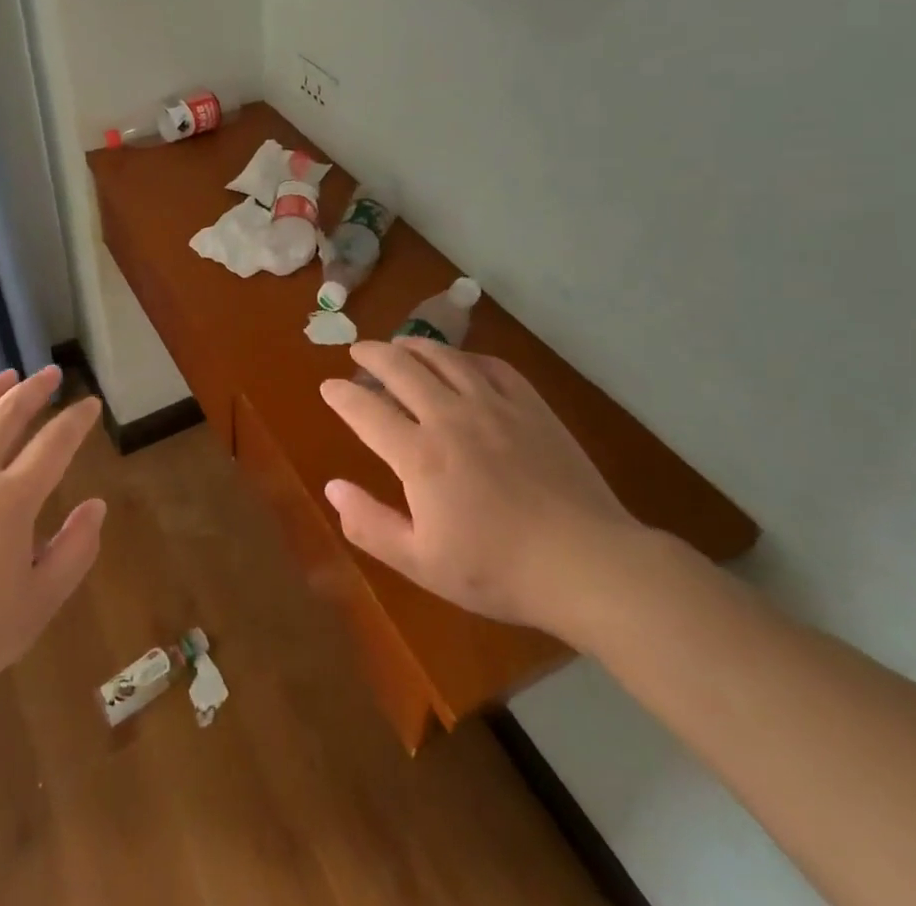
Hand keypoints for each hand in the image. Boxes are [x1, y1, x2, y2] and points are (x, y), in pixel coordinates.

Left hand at [0, 366, 105, 738]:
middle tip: (51, 374)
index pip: (54, 444)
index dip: (76, 420)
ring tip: (7, 377)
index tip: (89, 403)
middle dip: (34, 389)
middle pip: (7, 414)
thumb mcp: (37, 605)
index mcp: (10, 501)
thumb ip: (74, 551)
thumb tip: (96, 506)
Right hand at [320, 338, 647, 642]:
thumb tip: (332, 487)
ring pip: (443, 357)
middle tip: (357, 351)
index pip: (364, 409)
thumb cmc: (498, 570)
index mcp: (418, 454)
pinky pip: (490, 364)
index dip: (341, 394)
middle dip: (370, 354)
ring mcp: (493, 404)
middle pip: (399, 368)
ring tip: (399, 345)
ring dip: (413, 346)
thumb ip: (370, 524)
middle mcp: (449, 416)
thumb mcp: (422, 563)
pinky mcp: (530, 405)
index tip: (328, 387)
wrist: (587, 564)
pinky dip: (465, 356)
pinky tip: (460, 361)